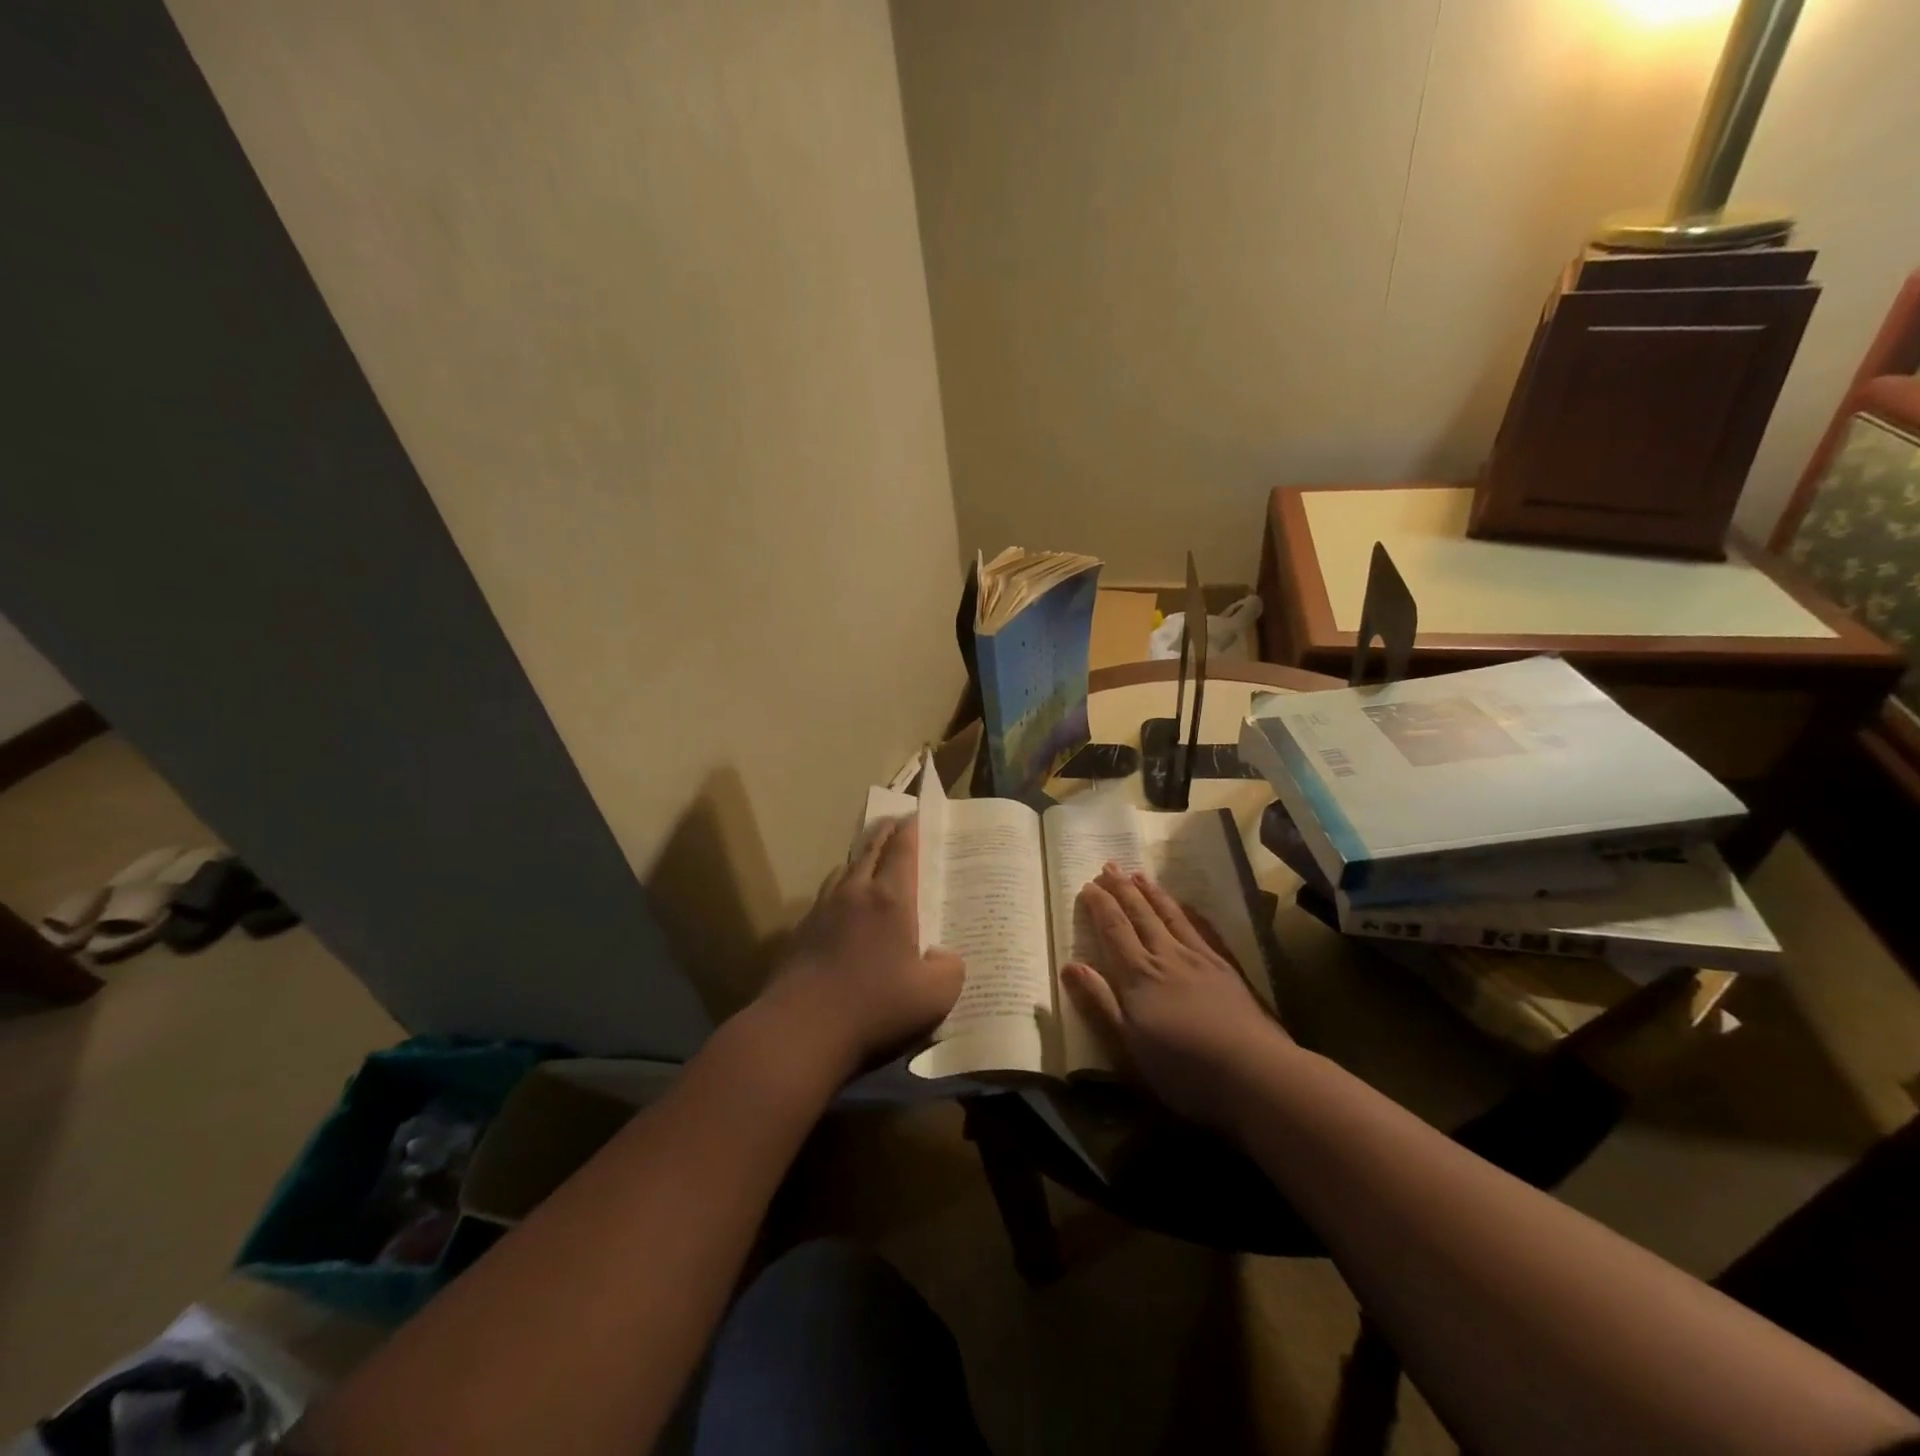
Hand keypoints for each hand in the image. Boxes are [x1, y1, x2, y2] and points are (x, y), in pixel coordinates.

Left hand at [761, 816, 964, 1077]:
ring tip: (869, 861)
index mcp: (889, 899)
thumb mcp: (934, 996)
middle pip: (870, 850)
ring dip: (859, 859)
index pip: (902, 850)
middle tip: (896, 823)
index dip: (911, 829)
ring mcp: (822, 911)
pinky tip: (843, 909)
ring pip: (843, 870)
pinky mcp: (801, 933)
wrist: (800, 1030)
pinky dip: (840, 890)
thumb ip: (950, 969)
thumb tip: (944, 956)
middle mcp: (854, 894)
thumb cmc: (874, 1007)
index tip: (917, 814)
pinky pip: (826, 897)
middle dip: (885, 833)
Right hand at [1063, 864, 1292, 1130]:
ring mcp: (1199, 959)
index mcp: (1138, 976)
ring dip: (1151, 893)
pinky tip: (1185, 906)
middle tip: (1109, 865)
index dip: (1099, 906)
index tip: (1088, 885)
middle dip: (1122, 889)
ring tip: (1139, 874)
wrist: (1253, 1073)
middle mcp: (1166, 957)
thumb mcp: (1127, 1045)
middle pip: (1140, 915)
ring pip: (1170, 915)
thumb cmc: (1182, 1068)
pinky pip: (1201, 929)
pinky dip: (1188, 912)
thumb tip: (1069, 965)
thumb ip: (1098, 1002)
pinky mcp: (1226, 968)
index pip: (1114, 930)